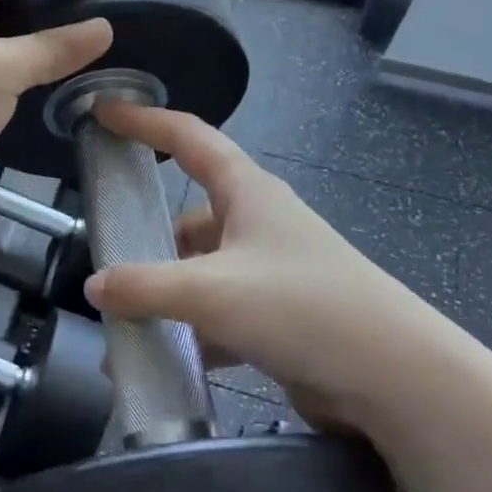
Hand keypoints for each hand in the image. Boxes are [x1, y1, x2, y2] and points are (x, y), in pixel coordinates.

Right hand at [82, 103, 468, 438]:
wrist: (396, 380)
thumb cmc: (303, 307)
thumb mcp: (212, 291)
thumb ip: (145, 286)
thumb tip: (94, 286)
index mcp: (248, 192)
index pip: (188, 138)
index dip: (144, 121)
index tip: (103, 112)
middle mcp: (258, 224)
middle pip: (188, 218)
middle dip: (147, 241)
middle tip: (103, 261)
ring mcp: (270, 273)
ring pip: (200, 272)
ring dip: (164, 297)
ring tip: (122, 328)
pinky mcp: (278, 318)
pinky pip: (218, 316)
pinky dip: (189, 333)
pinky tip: (161, 362)